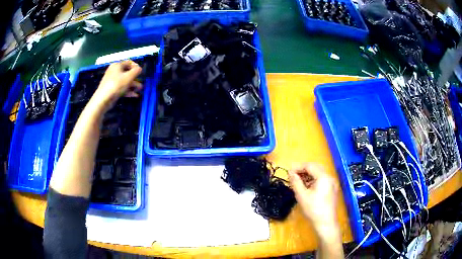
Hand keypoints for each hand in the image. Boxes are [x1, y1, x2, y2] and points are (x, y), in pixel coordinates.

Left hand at [91, 60, 142, 112]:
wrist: (103, 99)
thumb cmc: (116, 85)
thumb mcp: (129, 77)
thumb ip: (136, 71)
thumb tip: (139, 68)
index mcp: (117, 65)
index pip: (129, 62)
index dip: (136, 67)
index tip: (141, 73)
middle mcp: (114, 71)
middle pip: (127, 73)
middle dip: (135, 78)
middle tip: (141, 83)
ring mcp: (112, 80)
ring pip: (125, 81)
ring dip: (133, 85)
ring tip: (139, 90)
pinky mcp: (111, 89)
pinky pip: (121, 87)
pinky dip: (128, 90)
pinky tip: (134, 95)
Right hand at [289, 163, 339, 237]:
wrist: (326, 223)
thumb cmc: (313, 209)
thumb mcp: (302, 195)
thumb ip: (296, 182)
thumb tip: (290, 172)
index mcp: (323, 177)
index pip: (310, 166)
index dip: (298, 167)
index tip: (288, 172)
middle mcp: (329, 177)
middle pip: (315, 168)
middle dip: (303, 170)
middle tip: (292, 175)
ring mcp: (332, 184)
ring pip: (319, 174)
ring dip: (308, 175)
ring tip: (298, 181)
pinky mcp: (332, 190)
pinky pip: (322, 180)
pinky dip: (313, 180)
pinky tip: (306, 187)